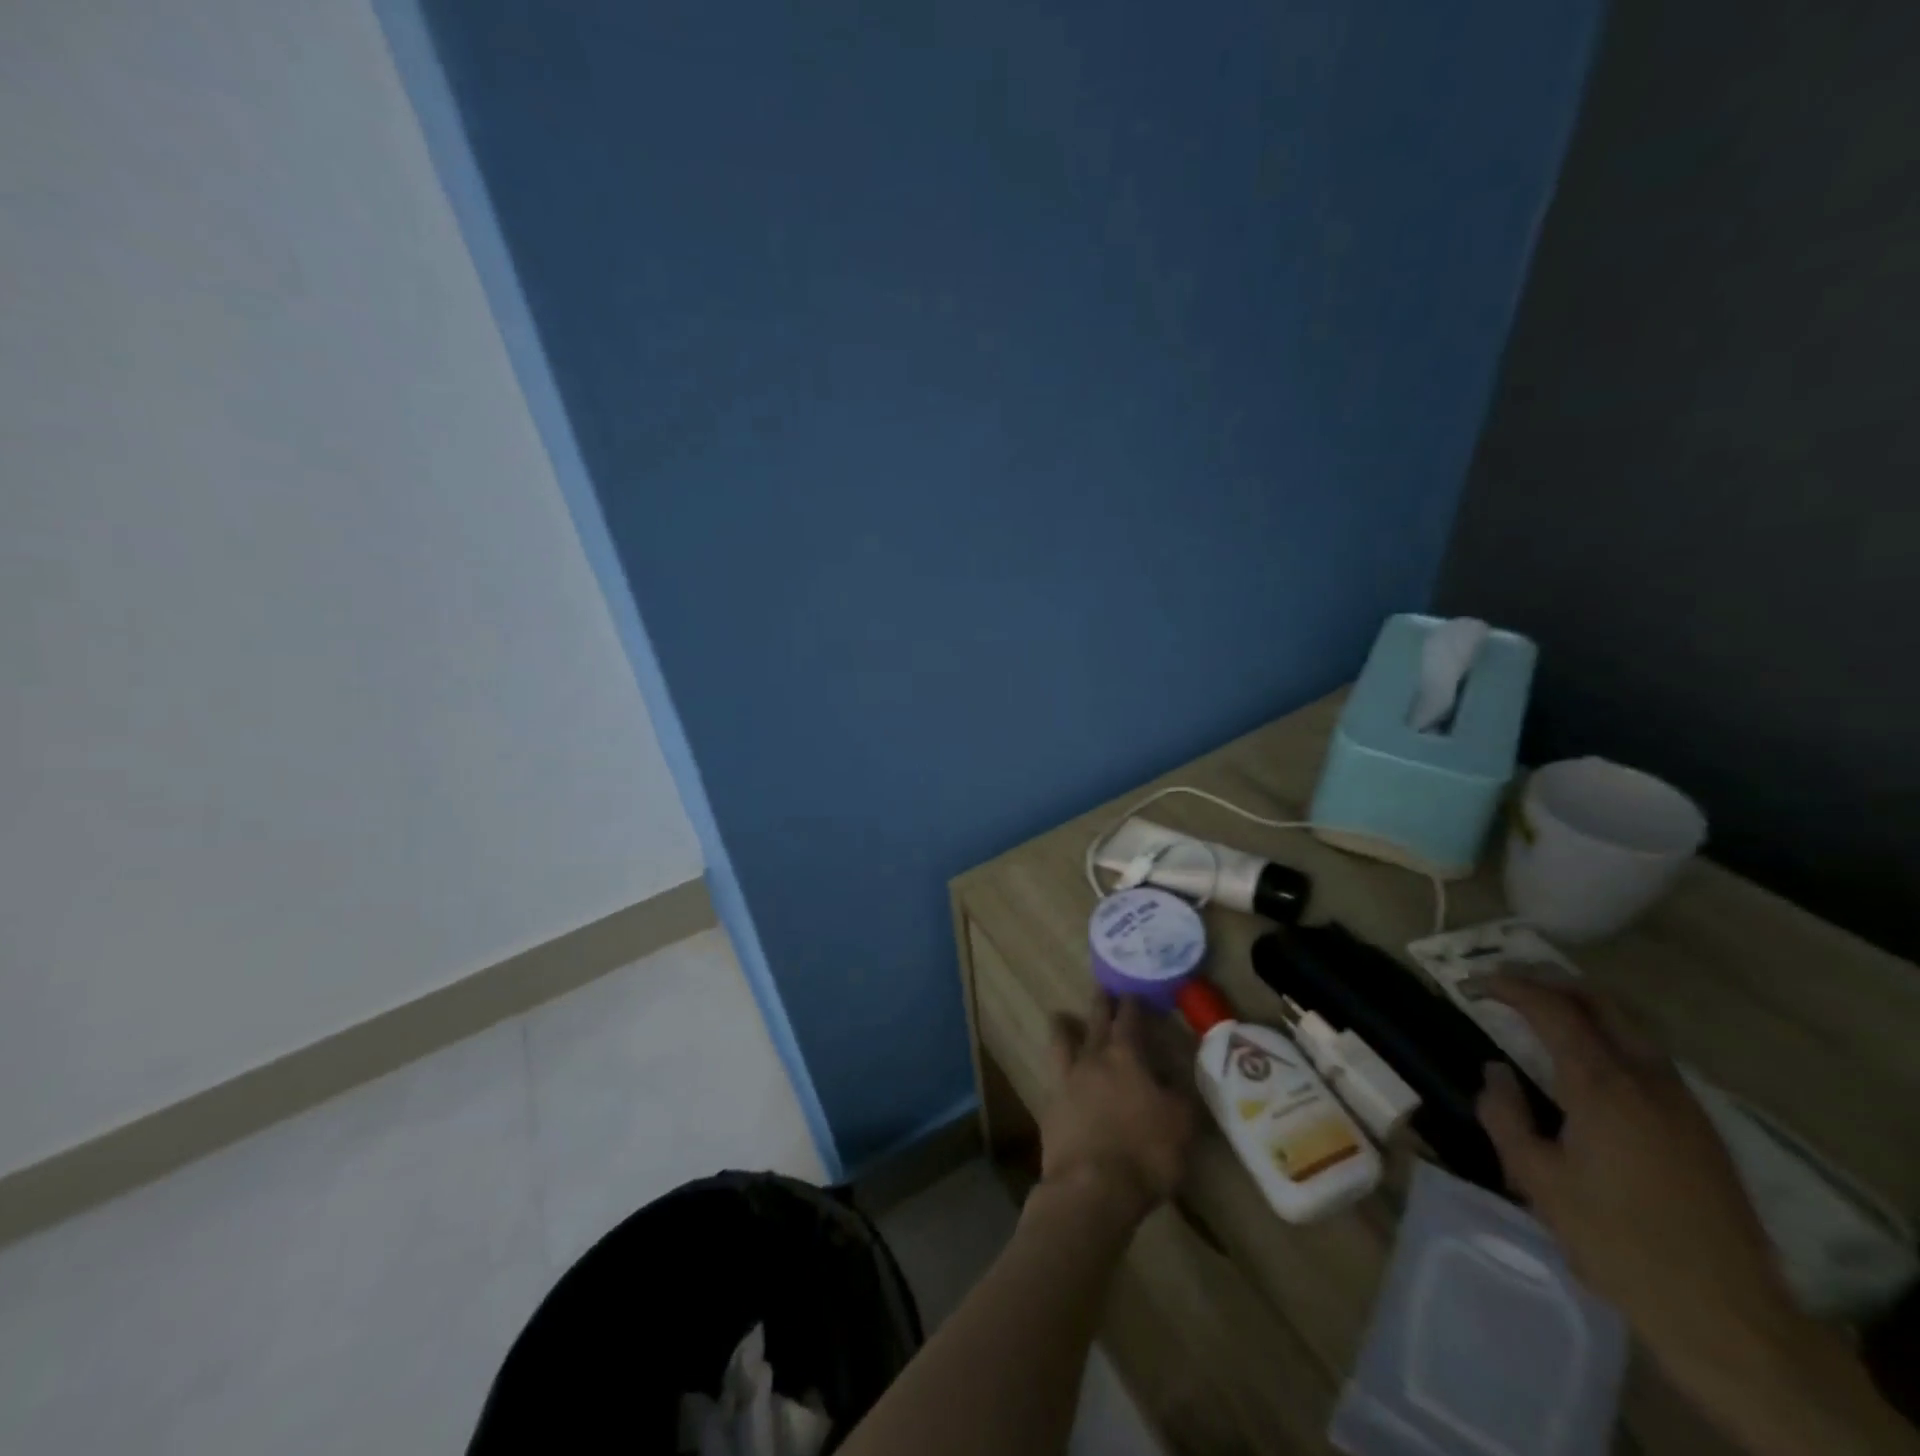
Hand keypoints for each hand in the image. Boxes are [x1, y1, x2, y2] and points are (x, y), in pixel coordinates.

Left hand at [1040, 993, 1195, 1226]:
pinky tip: (1060, 1070)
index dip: (1132, 1005)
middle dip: (1101, 1005)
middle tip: (1101, 990)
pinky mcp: (1050, 1105)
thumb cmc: (1145, 1153)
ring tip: (1061, 1016)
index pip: (1129, 1020)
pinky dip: (1058, 1066)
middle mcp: (1093, 1059)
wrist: (1092, 1187)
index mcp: (1126, 1057)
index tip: (1132, 993)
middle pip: (1096, 1022)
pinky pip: (1053, 1074)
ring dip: (1064, 1026)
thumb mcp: (1181, 1124)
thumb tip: (1174, 1079)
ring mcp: (1067, 1080)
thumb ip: (1179, 1095)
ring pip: (1062, 1041)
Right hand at [1471, 976, 1795, 1379]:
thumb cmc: (1616, 1241)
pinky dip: (1611, 1036)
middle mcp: (1647, 1079)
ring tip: (1545, 1013)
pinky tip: (1591, 1061)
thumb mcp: (1536, 1179)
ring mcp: (1683, 1103)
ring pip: (1632, 1027)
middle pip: (1602, 1003)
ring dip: (1585, 1007)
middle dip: (1551, 982)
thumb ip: (1505, 1115)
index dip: (1509, 987)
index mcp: (1603, 1085)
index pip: (1552, 1010)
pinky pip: (1650, 1057)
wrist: (1727, 1315)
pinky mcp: (1701, 1128)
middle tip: (1509, 983)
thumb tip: (1496, 1072)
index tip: (1473, 982)